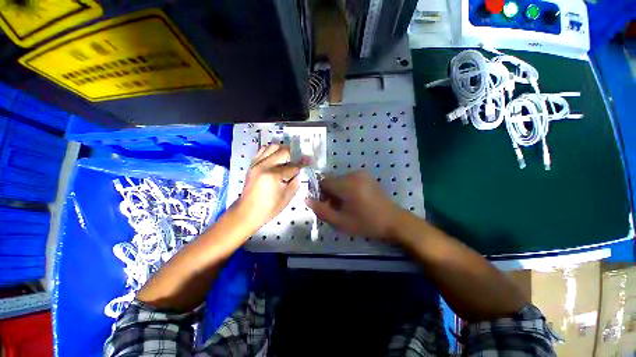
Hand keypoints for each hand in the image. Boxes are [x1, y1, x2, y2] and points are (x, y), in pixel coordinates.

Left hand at [236, 145, 305, 231]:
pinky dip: (271, 151)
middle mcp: (264, 166)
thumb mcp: (287, 197)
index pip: (292, 166)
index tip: (308, 160)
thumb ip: (295, 181)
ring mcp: (256, 164)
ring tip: (287, 158)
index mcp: (273, 176)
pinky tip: (276, 158)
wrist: (247, 212)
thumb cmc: (269, 208)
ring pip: (272, 147)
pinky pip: (262, 150)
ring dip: (282, 150)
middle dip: (293, 155)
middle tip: (298, 160)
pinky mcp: (252, 164)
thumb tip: (299, 171)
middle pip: (283, 152)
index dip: (302, 164)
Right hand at [306, 171, 401, 240]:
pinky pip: (349, 180)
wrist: (393, 221)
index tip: (324, 205)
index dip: (320, 193)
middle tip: (335, 208)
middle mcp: (354, 174)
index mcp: (348, 184)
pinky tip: (353, 200)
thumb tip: (307, 200)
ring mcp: (361, 174)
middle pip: (332, 181)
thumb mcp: (341, 222)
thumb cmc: (366, 223)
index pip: (324, 182)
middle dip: (329, 194)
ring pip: (340, 181)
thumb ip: (321, 210)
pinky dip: (346, 189)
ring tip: (345, 206)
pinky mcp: (366, 176)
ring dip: (338, 192)